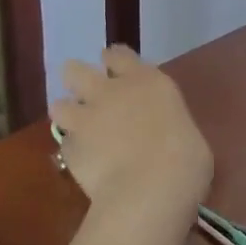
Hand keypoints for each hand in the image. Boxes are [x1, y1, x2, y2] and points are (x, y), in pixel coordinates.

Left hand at [50, 47, 212, 239]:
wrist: (151, 188)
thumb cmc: (185, 158)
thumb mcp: (185, 129)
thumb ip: (165, 122)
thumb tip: (161, 133)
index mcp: (147, 81)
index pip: (119, 56)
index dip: (114, 61)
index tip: (113, 67)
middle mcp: (111, 92)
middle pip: (76, 71)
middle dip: (78, 79)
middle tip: (87, 93)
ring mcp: (86, 119)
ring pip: (60, 104)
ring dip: (67, 113)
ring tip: (77, 126)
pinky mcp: (70, 149)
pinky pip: (65, 143)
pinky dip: (72, 150)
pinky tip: (82, 160)